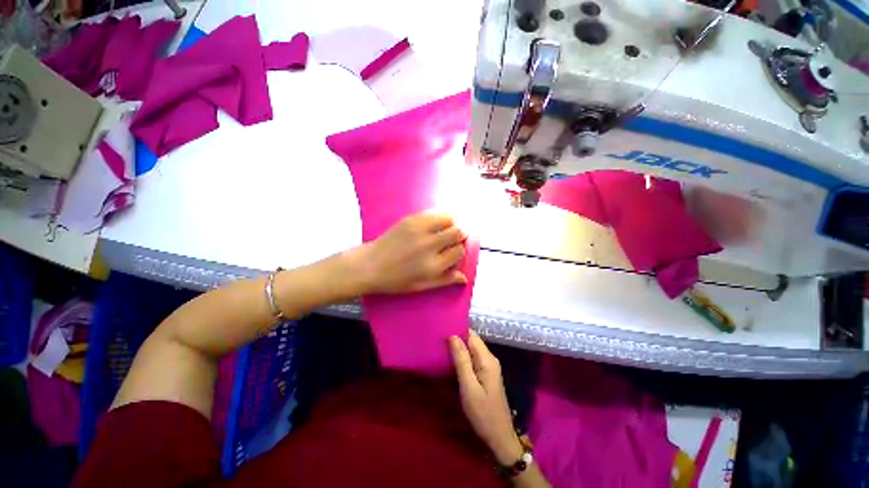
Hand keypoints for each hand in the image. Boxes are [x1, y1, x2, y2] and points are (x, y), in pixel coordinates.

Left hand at [350, 213, 467, 294]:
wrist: (370, 265)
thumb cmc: (396, 280)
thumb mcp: (422, 286)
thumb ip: (445, 281)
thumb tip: (465, 278)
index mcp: (433, 266)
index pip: (459, 251)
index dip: (460, 250)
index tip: (454, 251)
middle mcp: (429, 246)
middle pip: (458, 232)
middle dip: (460, 234)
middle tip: (455, 237)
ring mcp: (419, 230)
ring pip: (449, 219)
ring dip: (452, 223)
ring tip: (447, 228)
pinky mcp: (411, 220)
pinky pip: (434, 213)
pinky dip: (440, 216)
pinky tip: (436, 223)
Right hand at [450, 332, 523, 465]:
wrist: (499, 437)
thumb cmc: (483, 413)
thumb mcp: (469, 387)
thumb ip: (462, 361)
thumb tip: (453, 336)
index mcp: (487, 359)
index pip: (471, 335)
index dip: (458, 331)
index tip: (442, 330)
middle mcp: (490, 359)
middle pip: (472, 341)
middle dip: (457, 339)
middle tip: (438, 340)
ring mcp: (489, 367)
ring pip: (472, 350)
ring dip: (458, 349)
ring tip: (441, 348)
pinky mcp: (486, 374)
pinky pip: (473, 359)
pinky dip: (462, 358)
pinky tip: (452, 361)